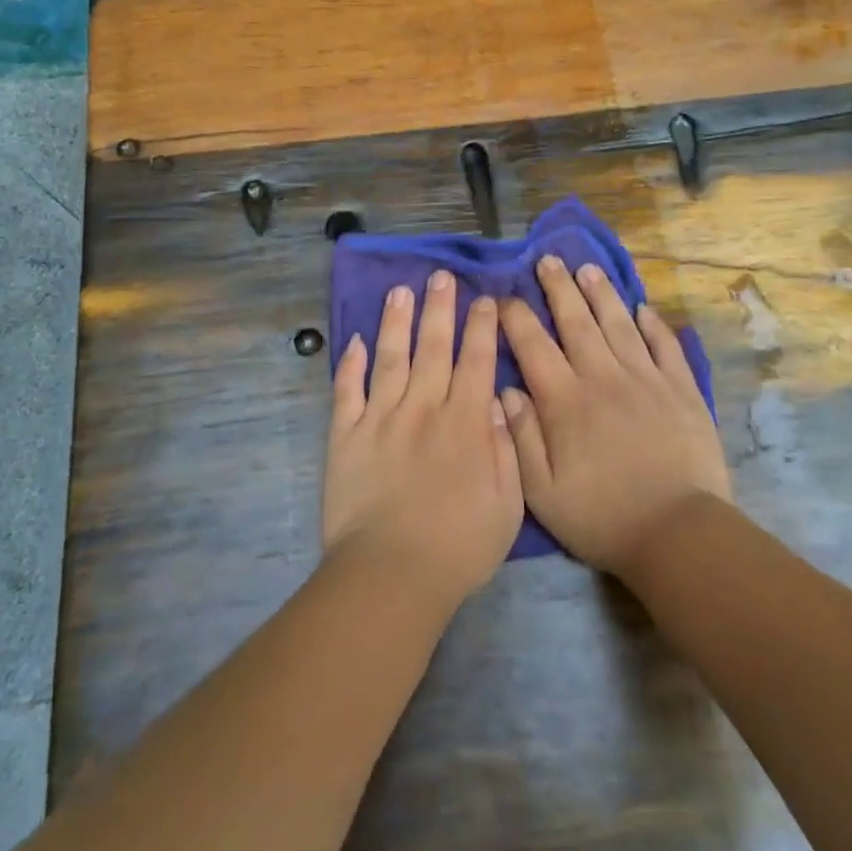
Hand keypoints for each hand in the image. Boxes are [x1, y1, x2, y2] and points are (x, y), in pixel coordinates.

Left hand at [322, 271, 522, 605]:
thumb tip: (496, 402)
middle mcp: (422, 407)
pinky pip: (346, 390)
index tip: (484, 299)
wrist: (391, 574)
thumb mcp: (506, 504)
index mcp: (464, 422)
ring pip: (389, 356)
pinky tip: (352, 341)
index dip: (481, 327)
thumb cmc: (458, 546)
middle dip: (439, 307)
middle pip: (433, 346)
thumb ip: (504, 448)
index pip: (476, 360)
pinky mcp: (345, 434)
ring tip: (399, 291)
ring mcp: (380, 417)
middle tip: (441, 276)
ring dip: (395, 321)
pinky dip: (349, 364)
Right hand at [499, 256, 729, 573]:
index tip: (504, 297)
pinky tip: (643, 308)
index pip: (533, 345)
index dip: (516, 317)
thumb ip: (521, 436)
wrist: (677, 533)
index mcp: (565, 400)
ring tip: (588, 269)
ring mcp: (646, 379)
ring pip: (619, 324)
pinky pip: (665, 346)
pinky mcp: (681, 389)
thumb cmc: (601, 516)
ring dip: (602, 294)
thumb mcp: (542, 491)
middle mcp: (603, 377)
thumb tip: (505, 389)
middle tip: (548, 260)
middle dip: (559, 288)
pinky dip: (653, 324)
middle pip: (576, 321)